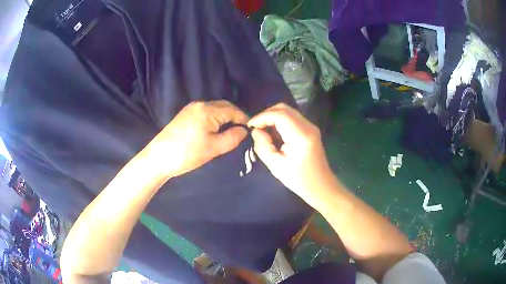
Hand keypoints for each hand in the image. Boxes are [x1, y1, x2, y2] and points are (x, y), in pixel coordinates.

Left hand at [146, 100, 247, 177]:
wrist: (159, 157)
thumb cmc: (188, 153)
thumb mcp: (214, 148)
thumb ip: (232, 138)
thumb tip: (244, 130)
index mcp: (208, 110)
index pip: (233, 110)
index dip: (244, 119)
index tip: (251, 129)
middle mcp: (200, 104)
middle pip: (224, 106)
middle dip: (235, 116)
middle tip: (242, 131)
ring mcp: (190, 108)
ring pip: (214, 109)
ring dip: (224, 117)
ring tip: (230, 131)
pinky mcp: (184, 114)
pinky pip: (205, 112)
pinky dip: (214, 118)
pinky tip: (215, 129)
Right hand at [248, 103, 337, 208]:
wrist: (321, 186)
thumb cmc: (299, 179)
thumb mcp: (275, 165)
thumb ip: (262, 145)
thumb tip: (256, 130)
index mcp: (301, 135)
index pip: (279, 115)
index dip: (262, 117)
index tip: (249, 126)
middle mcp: (308, 126)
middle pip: (284, 108)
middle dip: (266, 114)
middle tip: (255, 127)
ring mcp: (311, 126)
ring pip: (288, 111)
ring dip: (273, 116)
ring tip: (262, 129)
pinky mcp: (310, 129)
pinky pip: (292, 118)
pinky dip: (279, 120)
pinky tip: (273, 132)